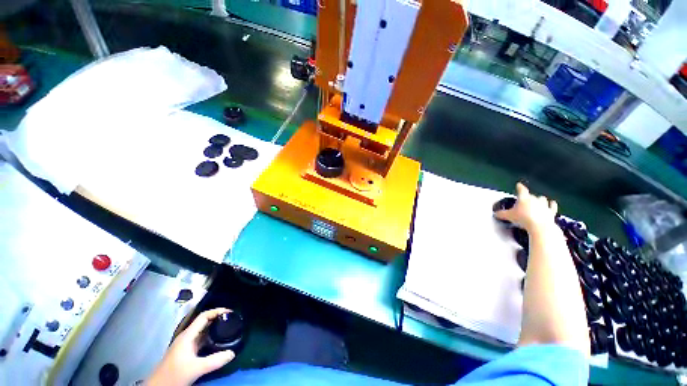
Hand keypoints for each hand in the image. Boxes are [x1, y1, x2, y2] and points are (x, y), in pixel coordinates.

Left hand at [147, 308, 235, 385]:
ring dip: (215, 328)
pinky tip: (217, 342)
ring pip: (203, 331)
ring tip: (228, 329)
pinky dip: (211, 338)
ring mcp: (186, 345)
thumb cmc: (174, 374)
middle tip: (232, 320)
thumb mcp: (196, 368)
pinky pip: (201, 340)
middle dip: (218, 319)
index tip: (230, 312)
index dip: (217, 311)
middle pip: (204, 322)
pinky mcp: (186, 352)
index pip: (204, 316)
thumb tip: (232, 353)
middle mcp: (187, 337)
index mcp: (188, 335)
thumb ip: (214, 360)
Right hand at [495, 183, 557, 231]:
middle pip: (531, 195)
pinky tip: (552, 203)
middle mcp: (535, 199)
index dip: (520, 187)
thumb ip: (501, 214)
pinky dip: (551, 205)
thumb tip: (495, 214)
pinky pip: (552, 206)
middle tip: (524, 201)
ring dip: (540, 200)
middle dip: (528, 197)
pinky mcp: (551, 212)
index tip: (519, 185)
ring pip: (542, 199)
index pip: (521, 190)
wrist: (539, 226)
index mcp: (524, 198)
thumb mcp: (508, 216)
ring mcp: (544, 205)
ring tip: (537, 202)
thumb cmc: (523, 218)